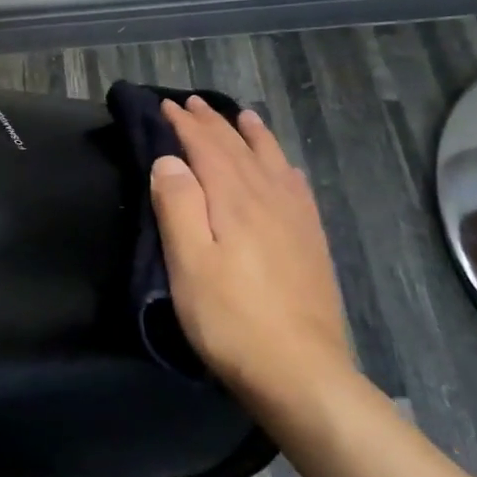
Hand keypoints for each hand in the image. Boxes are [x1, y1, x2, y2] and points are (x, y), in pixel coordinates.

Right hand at [150, 96, 353, 405]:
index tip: (165, 105)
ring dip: (252, 136)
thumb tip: (169, 159)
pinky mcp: (312, 242)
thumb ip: (177, 205)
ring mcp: (296, 220)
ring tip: (243, 116)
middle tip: (191, 104)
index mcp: (234, 200)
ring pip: (271, 162)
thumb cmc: (229, 319)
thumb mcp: (188, 263)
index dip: (184, 125)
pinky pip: (297, 188)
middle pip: (237, 149)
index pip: (206, 148)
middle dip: (213, 123)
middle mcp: (268, 199)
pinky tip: (285, 168)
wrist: (300, 373)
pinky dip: (284, 166)